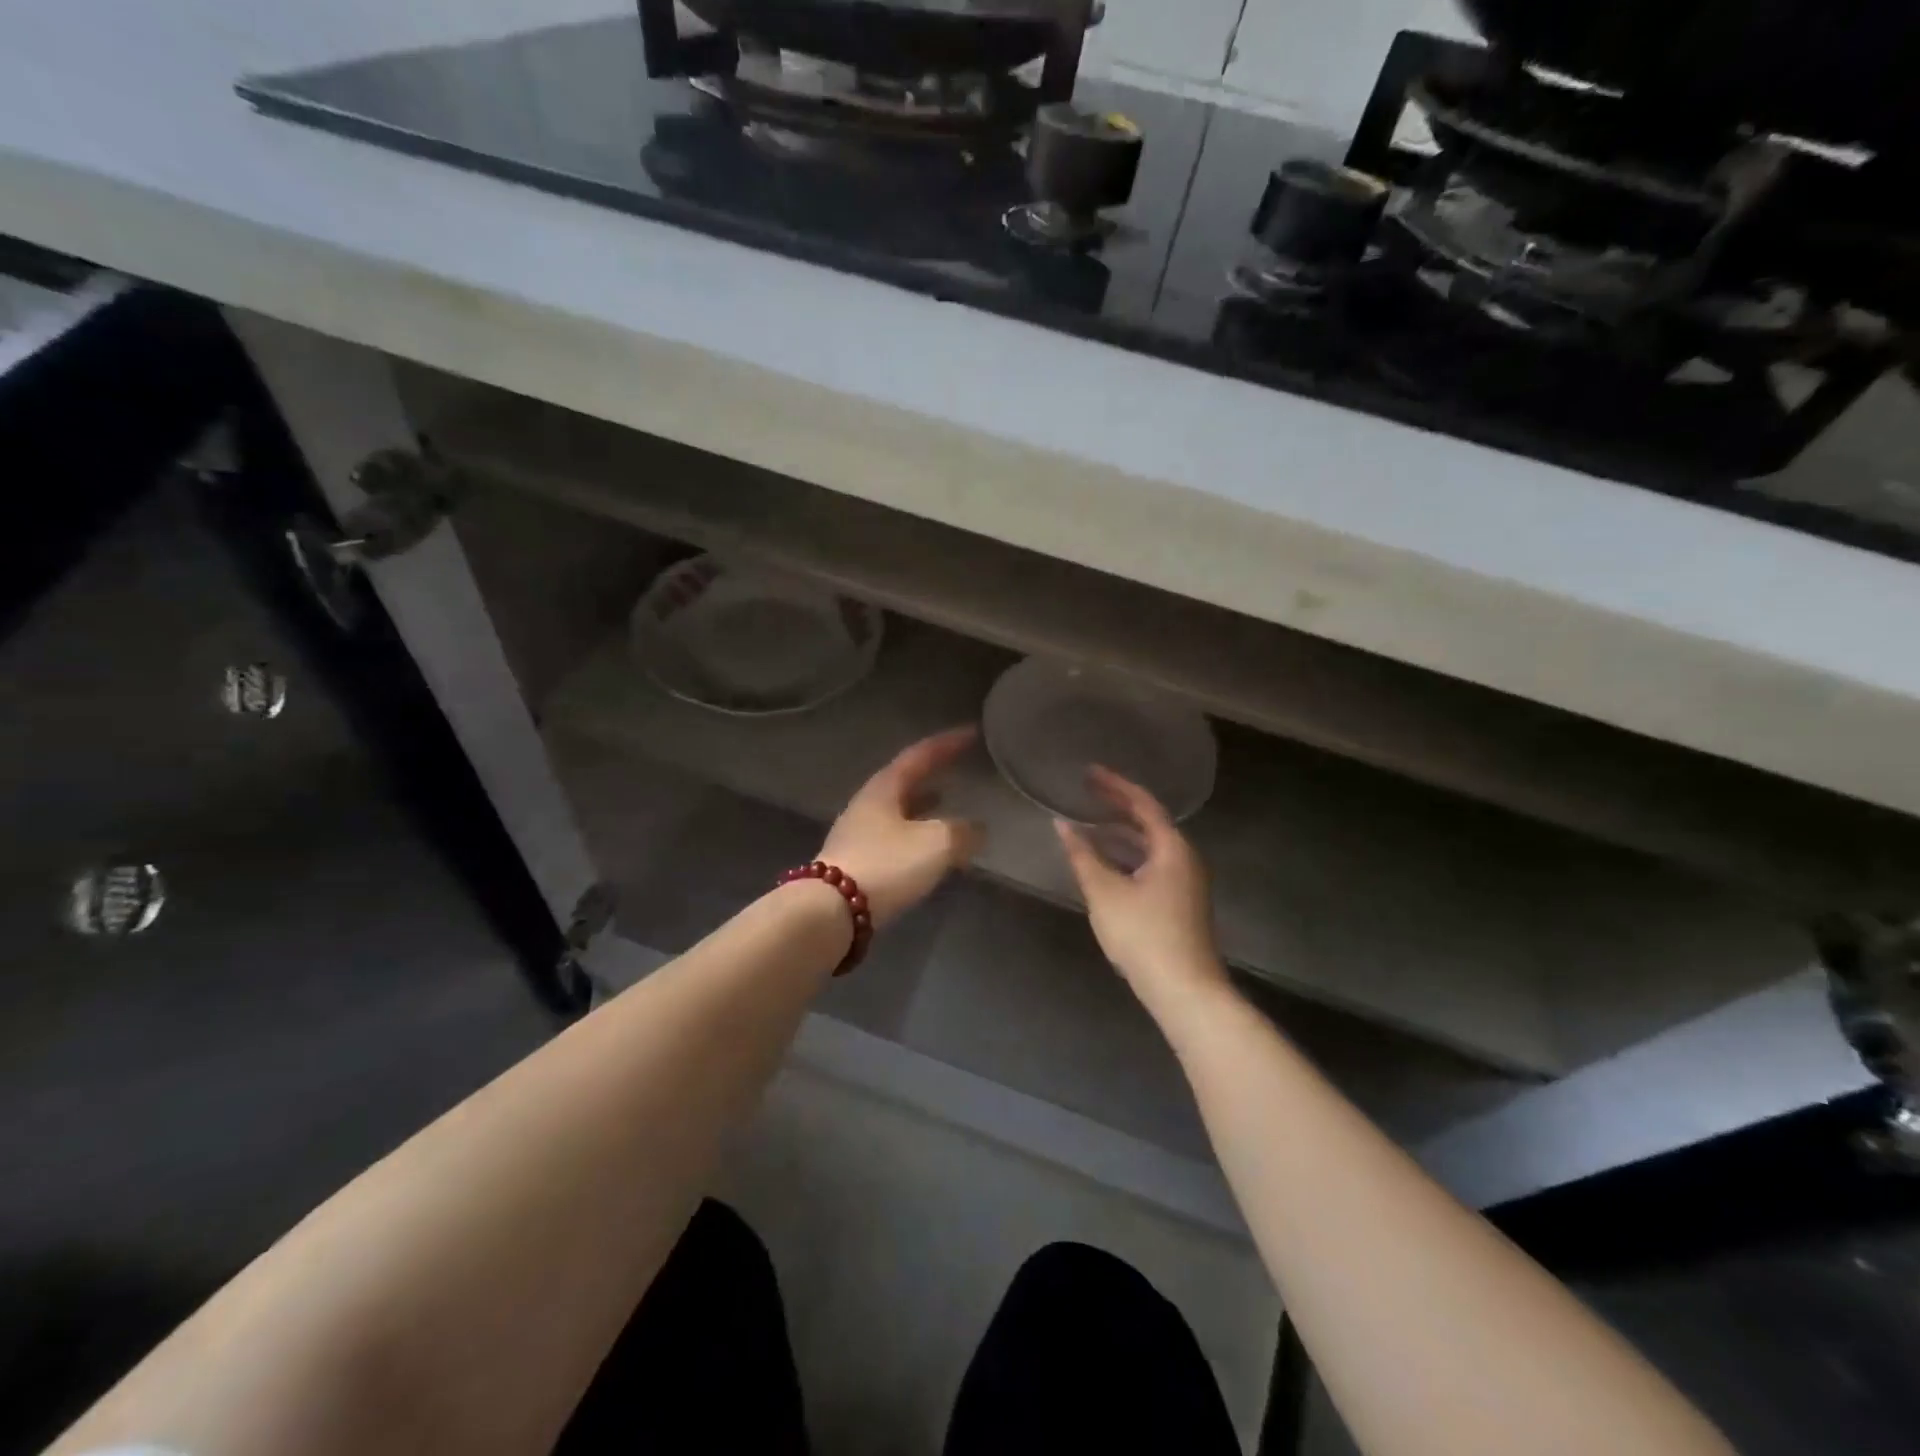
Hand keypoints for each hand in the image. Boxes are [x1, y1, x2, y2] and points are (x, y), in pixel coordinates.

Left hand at [819, 726, 982, 928]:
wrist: (831, 912)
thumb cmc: (886, 865)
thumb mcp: (936, 844)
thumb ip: (962, 832)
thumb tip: (977, 830)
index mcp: (884, 788)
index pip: (920, 755)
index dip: (948, 743)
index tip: (972, 733)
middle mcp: (867, 804)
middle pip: (904, 780)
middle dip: (932, 772)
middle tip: (957, 767)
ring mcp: (857, 834)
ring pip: (897, 810)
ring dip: (922, 805)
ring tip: (945, 803)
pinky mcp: (855, 862)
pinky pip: (893, 837)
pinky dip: (916, 835)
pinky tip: (928, 850)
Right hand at [1054, 766, 1226, 1009]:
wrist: (1184, 991)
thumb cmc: (1144, 935)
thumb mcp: (1105, 893)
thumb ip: (1082, 855)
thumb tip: (1061, 824)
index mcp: (1173, 848)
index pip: (1143, 804)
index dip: (1115, 785)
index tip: (1089, 772)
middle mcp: (1185, 859)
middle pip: (1149, 822)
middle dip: (1117, 807)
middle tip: (1086, 792)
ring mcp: (1185, 882)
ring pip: (1149, 847)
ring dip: (1120, 834)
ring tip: (1088, 825)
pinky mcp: (1179, 903)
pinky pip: (1151, 865)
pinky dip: (1127, 857)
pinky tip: (1104, 864)